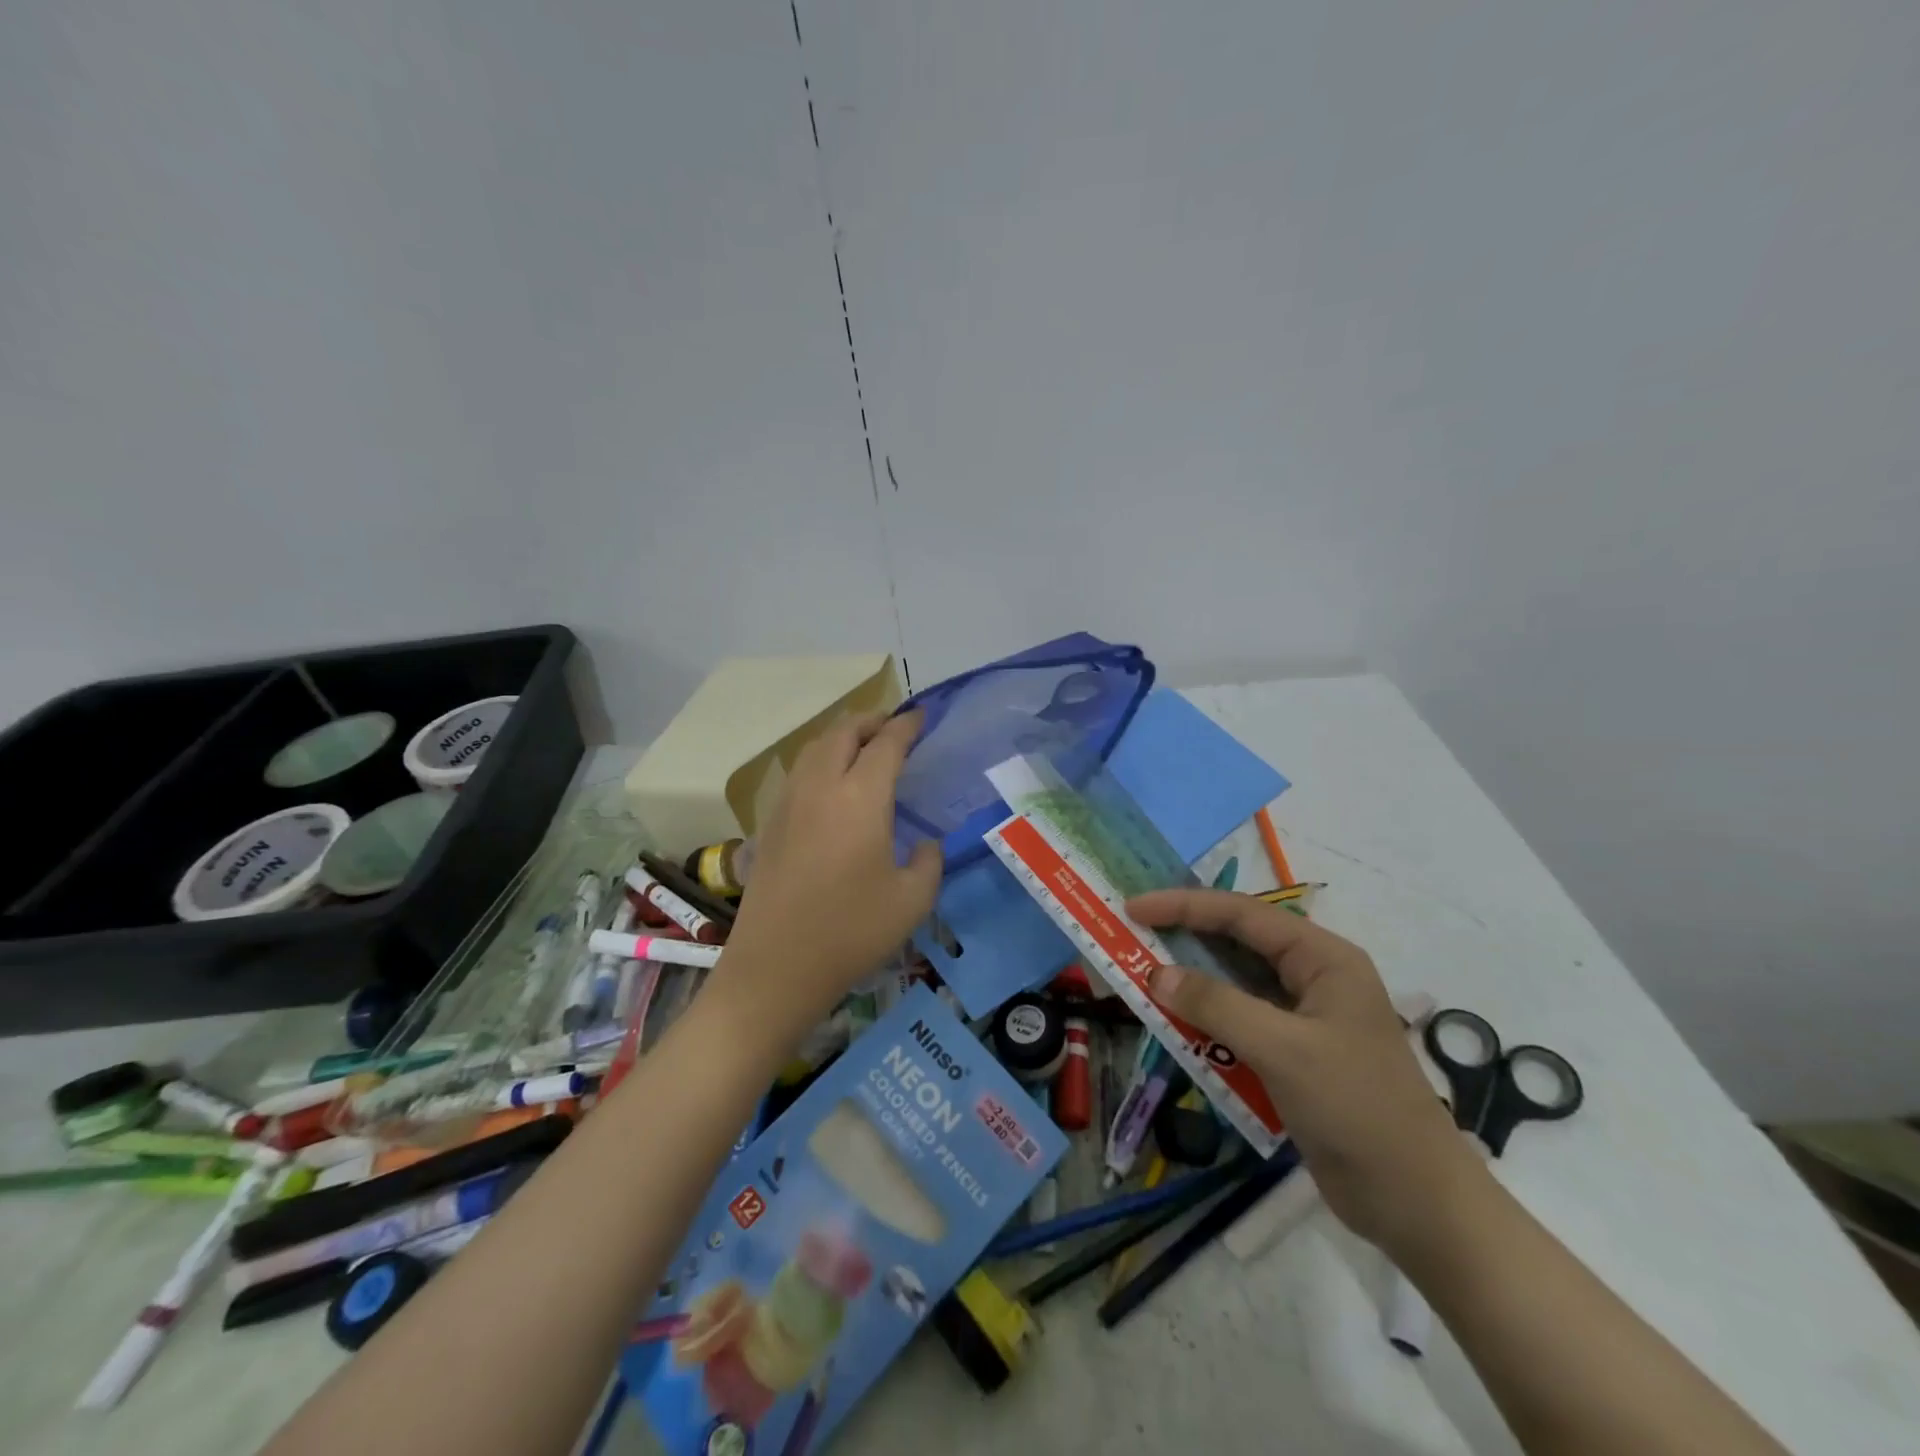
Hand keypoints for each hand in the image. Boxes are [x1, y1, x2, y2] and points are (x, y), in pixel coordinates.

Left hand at [723, 711, 941, 1029]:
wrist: (775, 968)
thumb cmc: (851, 933)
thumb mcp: (912, 901)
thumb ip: (929, 861)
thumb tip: (925, 843)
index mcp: (860, 798)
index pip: (886, 744)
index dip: (906, 726)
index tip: (922, 717)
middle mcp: (820, 788)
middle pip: (843, 733)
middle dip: (871, 721)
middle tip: (894, 727)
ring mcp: (789, 804)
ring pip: (814, 748)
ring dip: (841, 737)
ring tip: (863, 747)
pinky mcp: (770, 824)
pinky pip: (798, 772)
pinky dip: (820, 760)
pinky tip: (832, 784)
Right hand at [1126, 889, 1481, 1253]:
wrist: (1416, 1204)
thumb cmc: (1356, 1109)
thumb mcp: (1282, 1049)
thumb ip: (1217, 1006)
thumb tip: (1157, 974)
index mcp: (1323, 958)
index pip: (1243, 914)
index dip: (1185, 906)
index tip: (1135, 908)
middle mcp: (1313, 977)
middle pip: (1237, 942)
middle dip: (1184, 938)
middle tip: (1131, 937)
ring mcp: (1304, 1017)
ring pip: (1235, 983)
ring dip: (1191, 981)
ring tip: (1142, 976)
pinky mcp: (1293, 1054)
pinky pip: (1239, 1022)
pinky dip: (1205, 1020)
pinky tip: (1175, 1026)